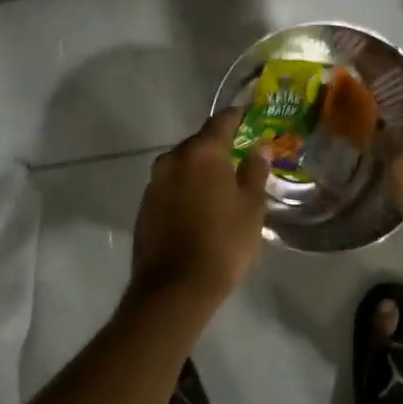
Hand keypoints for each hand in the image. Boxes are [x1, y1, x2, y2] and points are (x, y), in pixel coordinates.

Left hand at [129, 111, 271, 306]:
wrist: (175, 287)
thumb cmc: (223, 242)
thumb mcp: (251, 207)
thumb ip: (254, 172)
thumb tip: (258, 149)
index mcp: (202, 153)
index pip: (221, 122)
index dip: (237, 117)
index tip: (248, 115)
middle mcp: (173, 160)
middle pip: (198, 143)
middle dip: (217, 146)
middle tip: (237, 156)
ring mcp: (154, 183)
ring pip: (181, 165)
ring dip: (198, 169)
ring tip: (218, 183)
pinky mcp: (144, 206)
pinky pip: (170, 186)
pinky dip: (184, 188)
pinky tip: (197, 206)